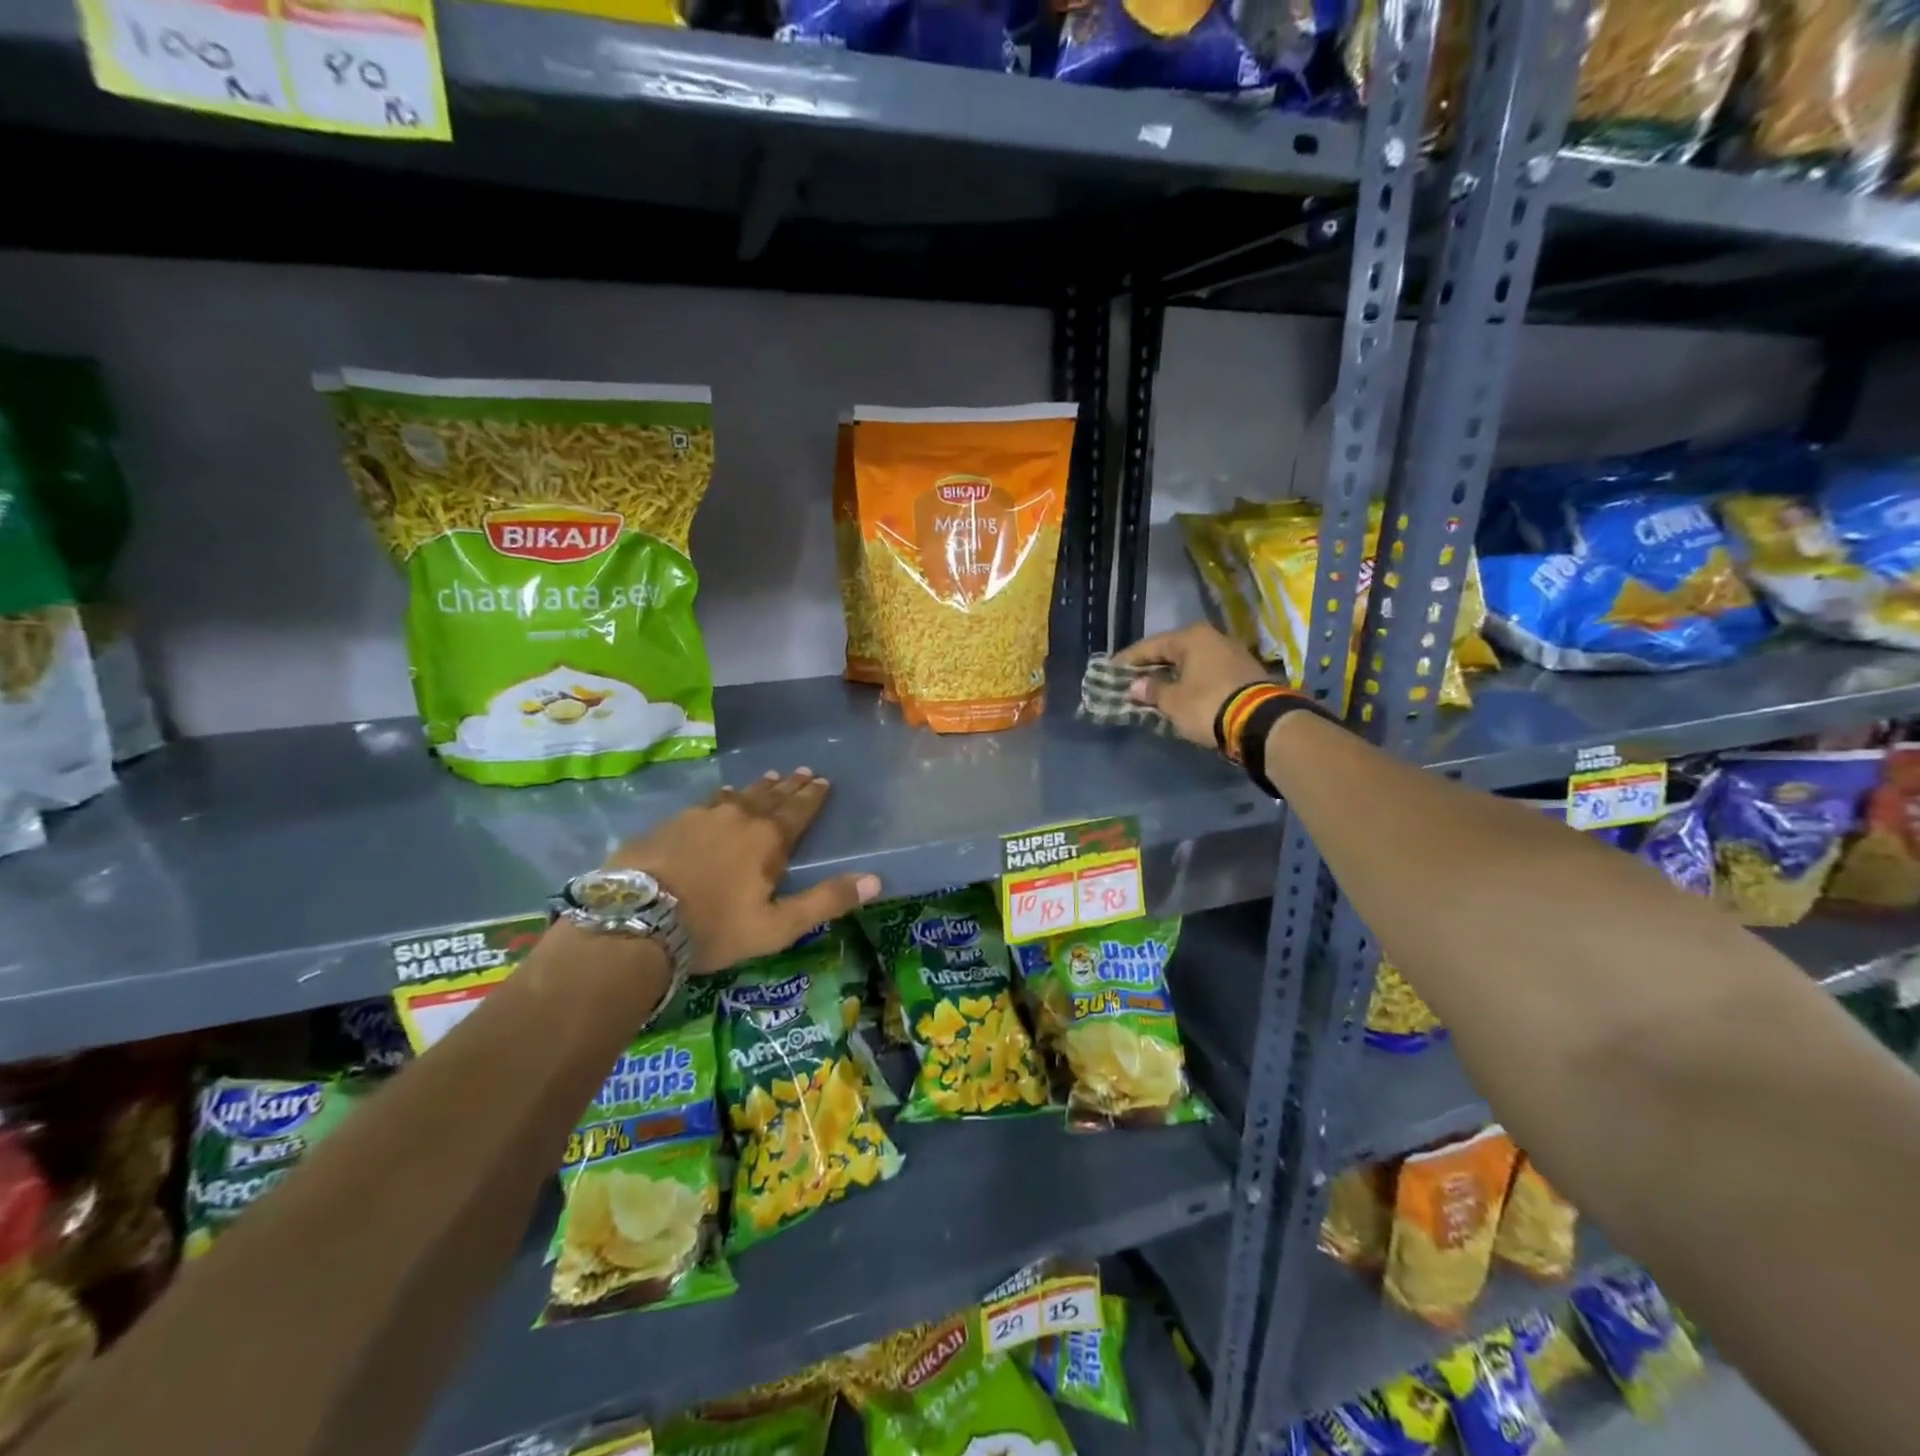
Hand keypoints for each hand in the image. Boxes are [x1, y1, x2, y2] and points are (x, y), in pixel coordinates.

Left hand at [608, 769, 879, 975]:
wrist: (637, 920)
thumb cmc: (715, 927)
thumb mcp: (778, 926)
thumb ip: (826, 901)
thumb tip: (876, 880)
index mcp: (769, 839)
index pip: (799, 810)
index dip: (813, 796)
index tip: (823, 780)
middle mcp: (739, 817)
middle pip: (771, 795)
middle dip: (789, 785)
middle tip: (802, 771)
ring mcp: (700, 816)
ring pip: (737, 795)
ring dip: (756, 787)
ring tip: (768, 778)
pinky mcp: (669, 824)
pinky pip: (705, 803)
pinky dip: (720, 798)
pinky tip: (717, 798)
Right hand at [1115, 623, 1269, 749]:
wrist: (1261, 722)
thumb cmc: (1207, 705)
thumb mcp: (1173, 701)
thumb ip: (1152, 690)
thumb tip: (1136, 686)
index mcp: (1191, 637)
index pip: (1151, 646)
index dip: (1128, 660)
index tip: (1110, 670)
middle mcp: (1212, 638)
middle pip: (1172, 652)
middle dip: (1151, 667)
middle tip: (1130, 680)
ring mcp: (1232, 654)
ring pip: (1191, 663)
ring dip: (1172, 676)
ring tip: (1153, 689)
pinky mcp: (1244, 672)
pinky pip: (1206, 673)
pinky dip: (1190, 682)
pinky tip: (1180, 694)